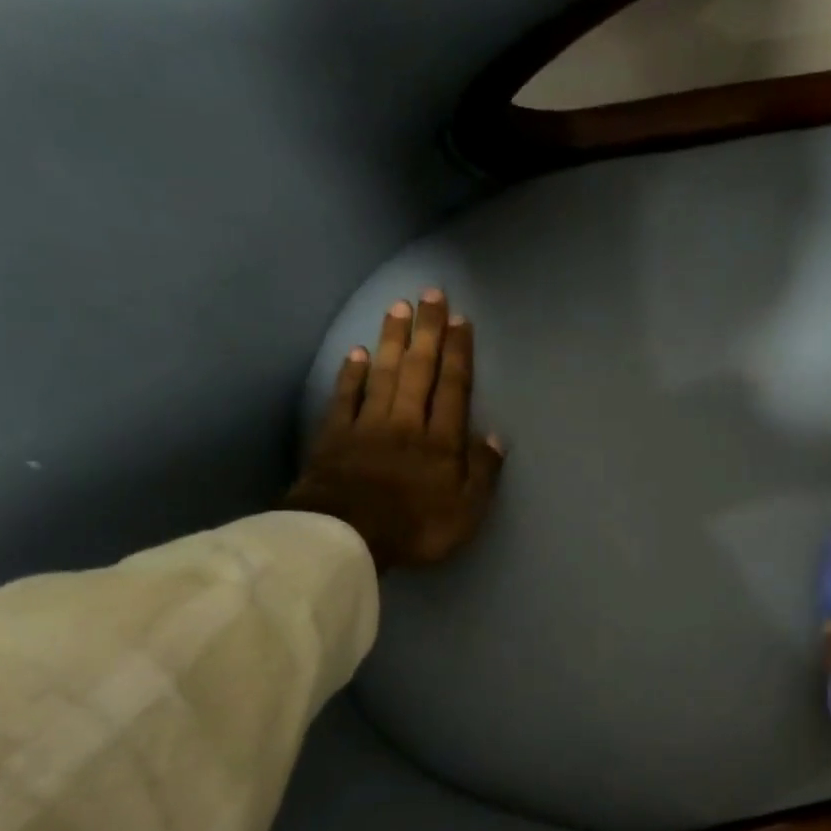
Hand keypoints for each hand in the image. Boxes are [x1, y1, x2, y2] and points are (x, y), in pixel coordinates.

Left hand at [283, 289, 504, 572]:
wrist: (346, 536)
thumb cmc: (415, 527)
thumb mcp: (466, 512)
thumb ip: (481, 473)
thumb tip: (494, 437)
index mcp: (441, 441)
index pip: (453, 388)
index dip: (458, 353)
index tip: (461, 320)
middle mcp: (407, 422)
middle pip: (418, 369)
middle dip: (427, 331)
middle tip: (430, 294)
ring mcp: (368, 425)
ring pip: (383, 373)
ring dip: (392, 339)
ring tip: (398, 307)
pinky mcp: (335, 435)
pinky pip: (346, 396)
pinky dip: (351, 373)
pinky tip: (356, 352)